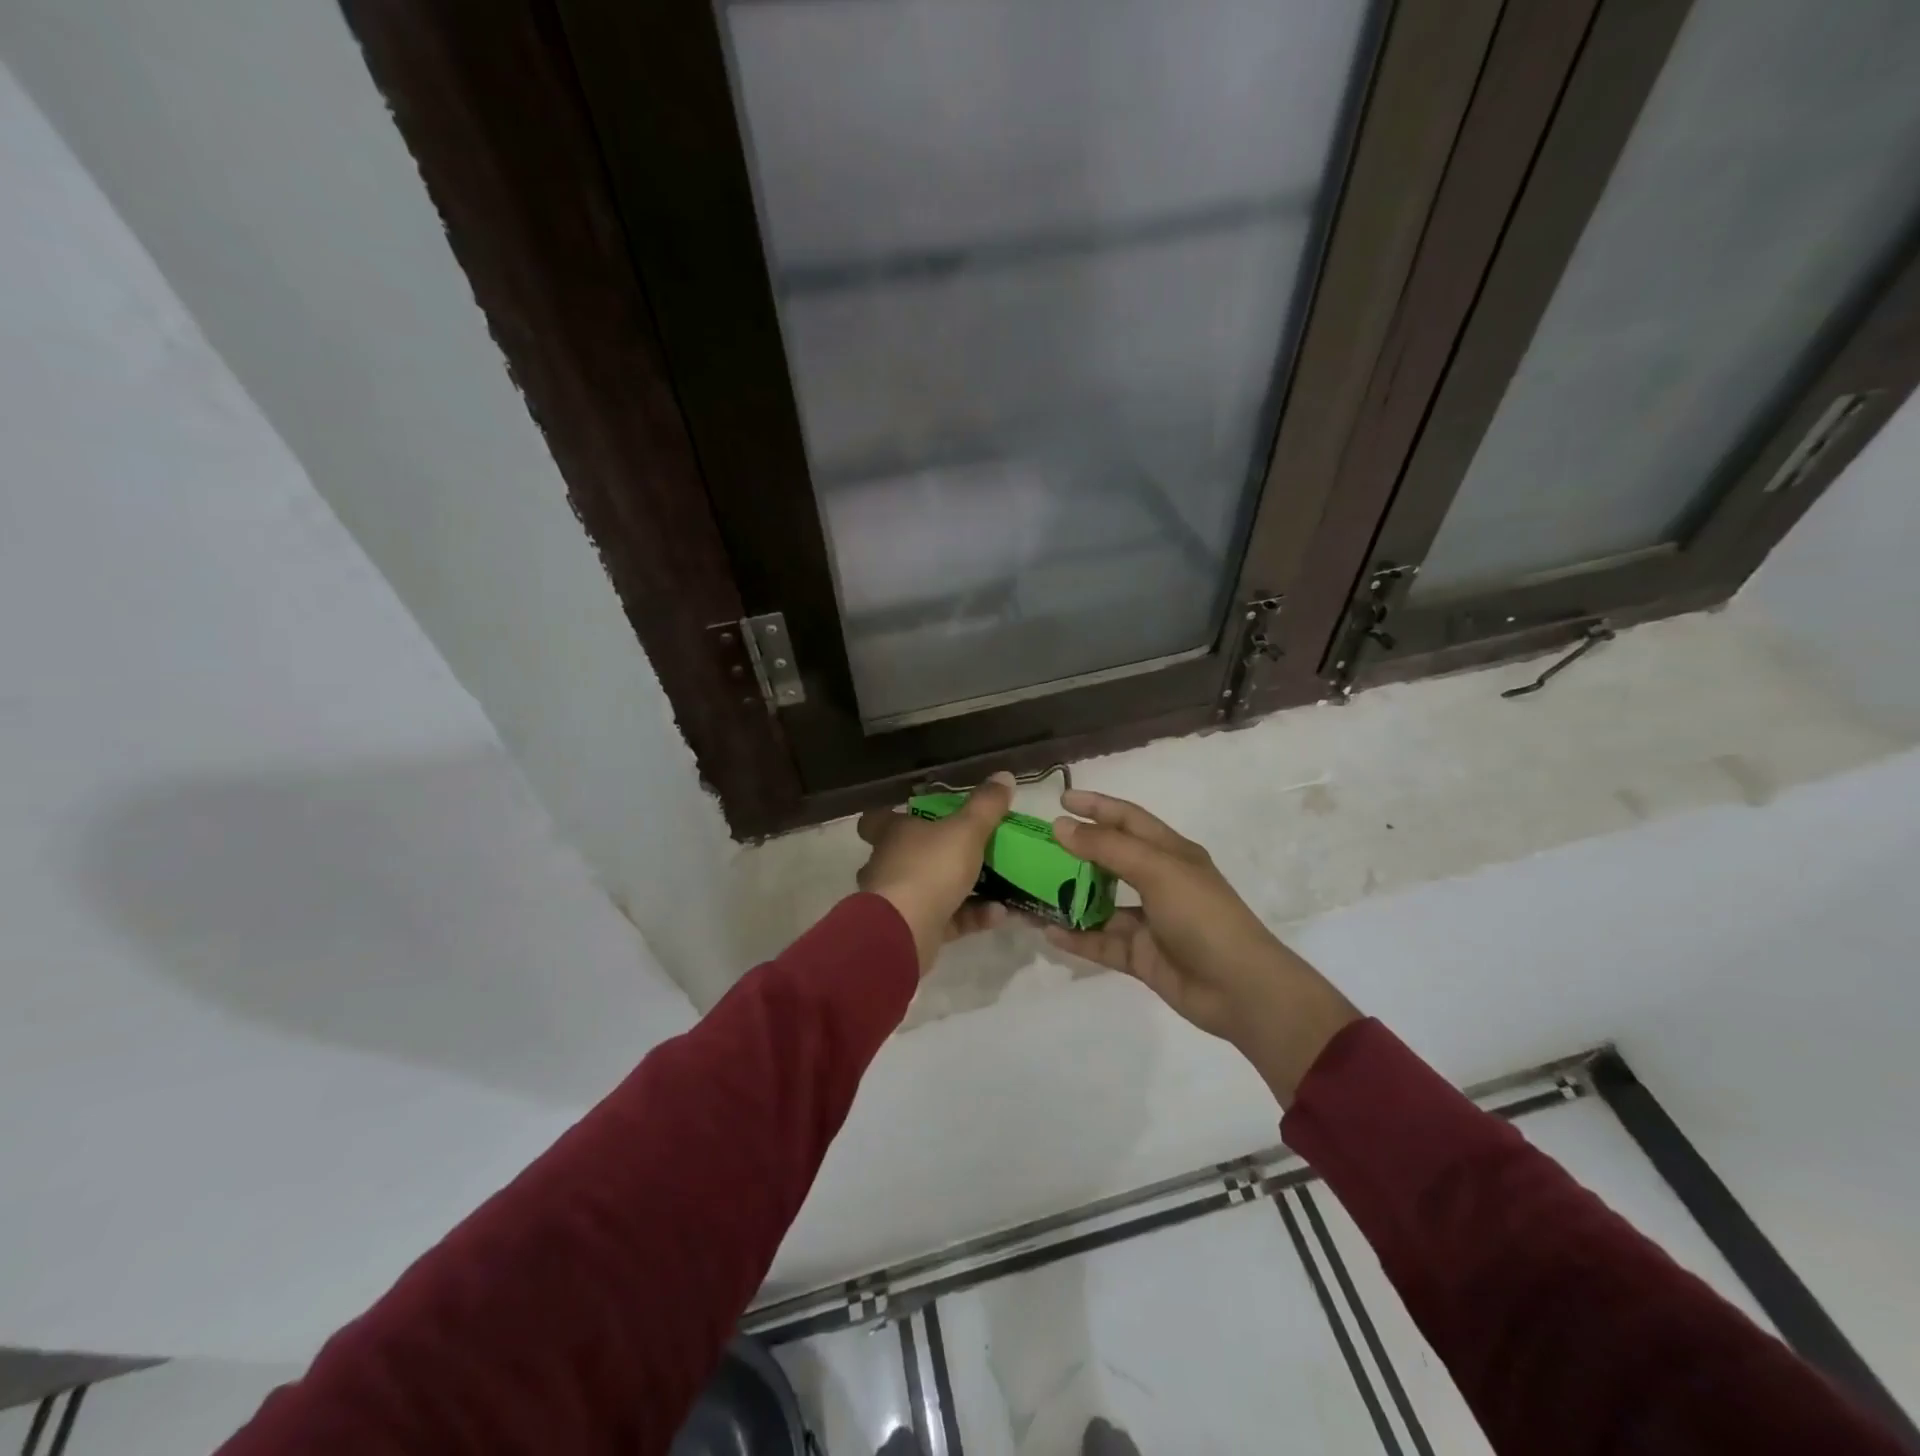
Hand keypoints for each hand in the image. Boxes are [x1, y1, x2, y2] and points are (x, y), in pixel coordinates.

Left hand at [856, 772, 1015, 971]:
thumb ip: (986, 805)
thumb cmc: (930, 868)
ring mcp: (897, 899)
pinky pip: (946, 918)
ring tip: (1003, 884)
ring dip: (965, 887)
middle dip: (938, 853)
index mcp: (892, 833)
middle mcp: (888, 864)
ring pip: (930, 888)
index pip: (876, 819)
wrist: (906, 931)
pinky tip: (1000, 913)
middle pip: (908, 853)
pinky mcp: (912, 930)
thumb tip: (1004, 775)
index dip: (891, 814)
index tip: (915, 813)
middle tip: (973, 849)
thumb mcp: (967, 830)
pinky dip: (972, 915)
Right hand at [1047, 790, 1358, 1103]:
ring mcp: (1149, 921)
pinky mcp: (1140, 956)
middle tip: (1036, 848)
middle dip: (1075, 851)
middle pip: (1110, 859)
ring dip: (1069, 897)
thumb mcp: (1156, 870)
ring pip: (1100, 903)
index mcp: (1170, 853)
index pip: (1128, 819)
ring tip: (1031, 891)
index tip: (1060, 799)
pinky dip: (1076, 937)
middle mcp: (1158, 882)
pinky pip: (1100, 943)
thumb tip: (1061, 825)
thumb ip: (1107, 847)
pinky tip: (1047, 932)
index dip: (1096, 806)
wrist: (1240, 989)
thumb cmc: (1202, 916)